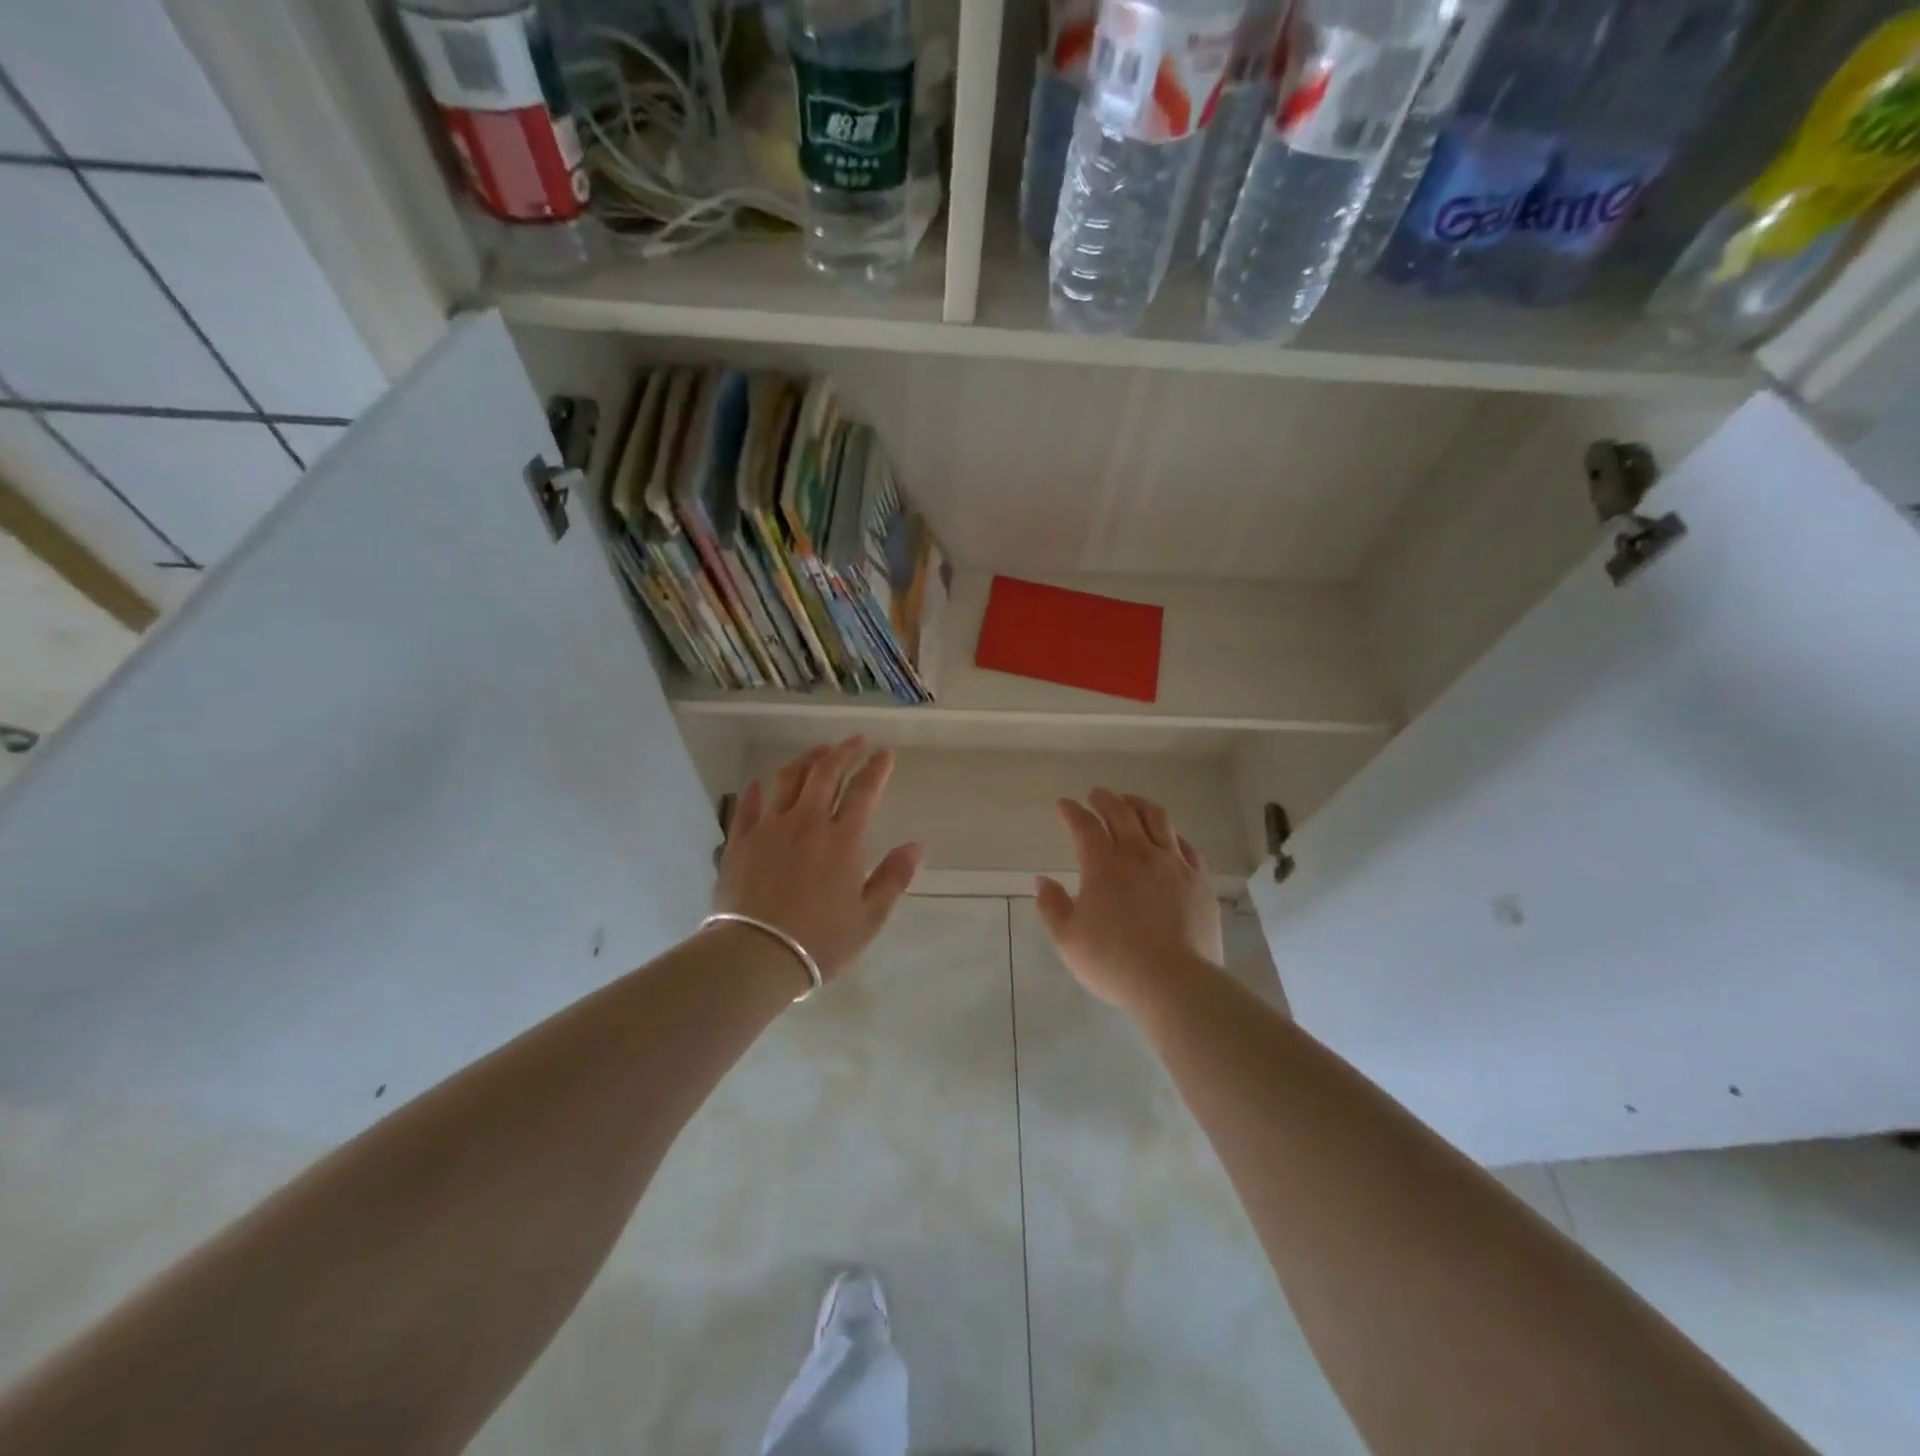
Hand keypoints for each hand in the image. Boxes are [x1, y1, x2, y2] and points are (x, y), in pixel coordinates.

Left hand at [714, 737, 923, 983]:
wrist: (756, 956)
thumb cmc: (820, 942)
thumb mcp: (869, 917)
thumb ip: (894, 877)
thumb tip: (916, 845)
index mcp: (843, 840)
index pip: (865, 790)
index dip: (877, 768)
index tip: (886, 753)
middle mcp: (807, 822)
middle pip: (826, 772)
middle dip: (844, 751)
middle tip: (856, 740)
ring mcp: (770, 827)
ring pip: (788, 778)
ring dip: (806, 759)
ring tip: (818, 752)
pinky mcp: (741, 840)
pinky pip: (749, 803)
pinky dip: (759, 788)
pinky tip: (762, 782)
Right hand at [1035, 789, 1223, 1016]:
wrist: (1175, 982)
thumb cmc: (1113, 961)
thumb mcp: (1068, 939)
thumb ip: (1052, 906)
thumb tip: (1043, 881)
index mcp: (1104, 865)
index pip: (1085, 826)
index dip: (1072, 812)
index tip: (1063, 805)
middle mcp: (1139, 854)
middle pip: (1122, 812)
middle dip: (1105, 798)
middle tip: (1096, 794)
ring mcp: (1174, 864)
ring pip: (1158, 819)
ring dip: (1139, 805)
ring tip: (1131, 802)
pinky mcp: (1200, 880)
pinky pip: (1187, 846)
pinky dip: (1173, 835)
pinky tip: (1170, 838)